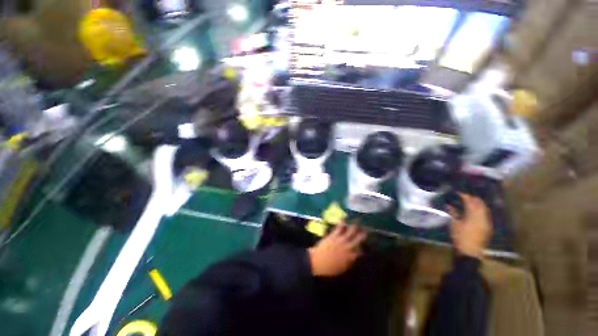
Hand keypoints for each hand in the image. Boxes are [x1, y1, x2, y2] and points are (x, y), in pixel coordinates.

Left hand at [308, 222, 366, 276]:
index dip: (363, 248)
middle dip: (363, 234)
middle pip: (358, 239)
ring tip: (358, 220)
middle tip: (367, 230)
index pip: (360, 251)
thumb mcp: (342, 268)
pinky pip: (339, 228)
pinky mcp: (334, 235)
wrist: (318, 262)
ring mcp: (341, 240)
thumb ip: (349, 262)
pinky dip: (342, 222)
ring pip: (350, 231)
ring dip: (355, 226)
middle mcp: (348, 247)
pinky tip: (345, 217)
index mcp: (351, 257)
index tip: (364, 245)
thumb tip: (353, 257)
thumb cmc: (329, 268)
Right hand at [448, 193, 492, 259]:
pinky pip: (486, 214)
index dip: (464, 196)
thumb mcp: (454, 224)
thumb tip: (449, 205)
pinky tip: (475, 210)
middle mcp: (482, 217)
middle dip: (473, 198)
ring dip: (478, 203)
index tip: (458, 192)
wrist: (470, 252)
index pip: (470, 202)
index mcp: (473, 215)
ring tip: (470, 201)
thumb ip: (453, 213)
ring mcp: (487, 222)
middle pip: (480, 204)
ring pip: (484, 208)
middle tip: (464, 195)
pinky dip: (481, 210)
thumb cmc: (460, 237)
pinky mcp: (488, 226)